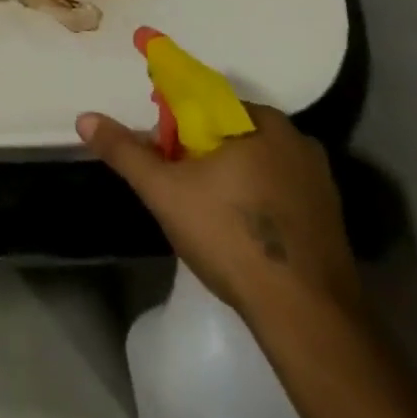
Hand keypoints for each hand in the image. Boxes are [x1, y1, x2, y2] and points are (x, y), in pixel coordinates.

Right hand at [77, 98, 360, 319]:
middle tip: (177, 183)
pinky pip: (280, 191)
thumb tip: (85, 118)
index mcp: (258, 120)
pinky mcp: (331, 217)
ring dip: (229, 175)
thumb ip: (124, 151)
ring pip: (257, 162)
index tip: (160, 149)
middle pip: (230, 131)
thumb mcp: (163, 190)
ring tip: (205, 211)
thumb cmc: (230, 237)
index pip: (204, 101)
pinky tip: (240, 231)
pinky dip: (256, 199)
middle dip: (200, 150)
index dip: (174, 122)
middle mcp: (295, 139)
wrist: (306, 316)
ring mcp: (319, 179)